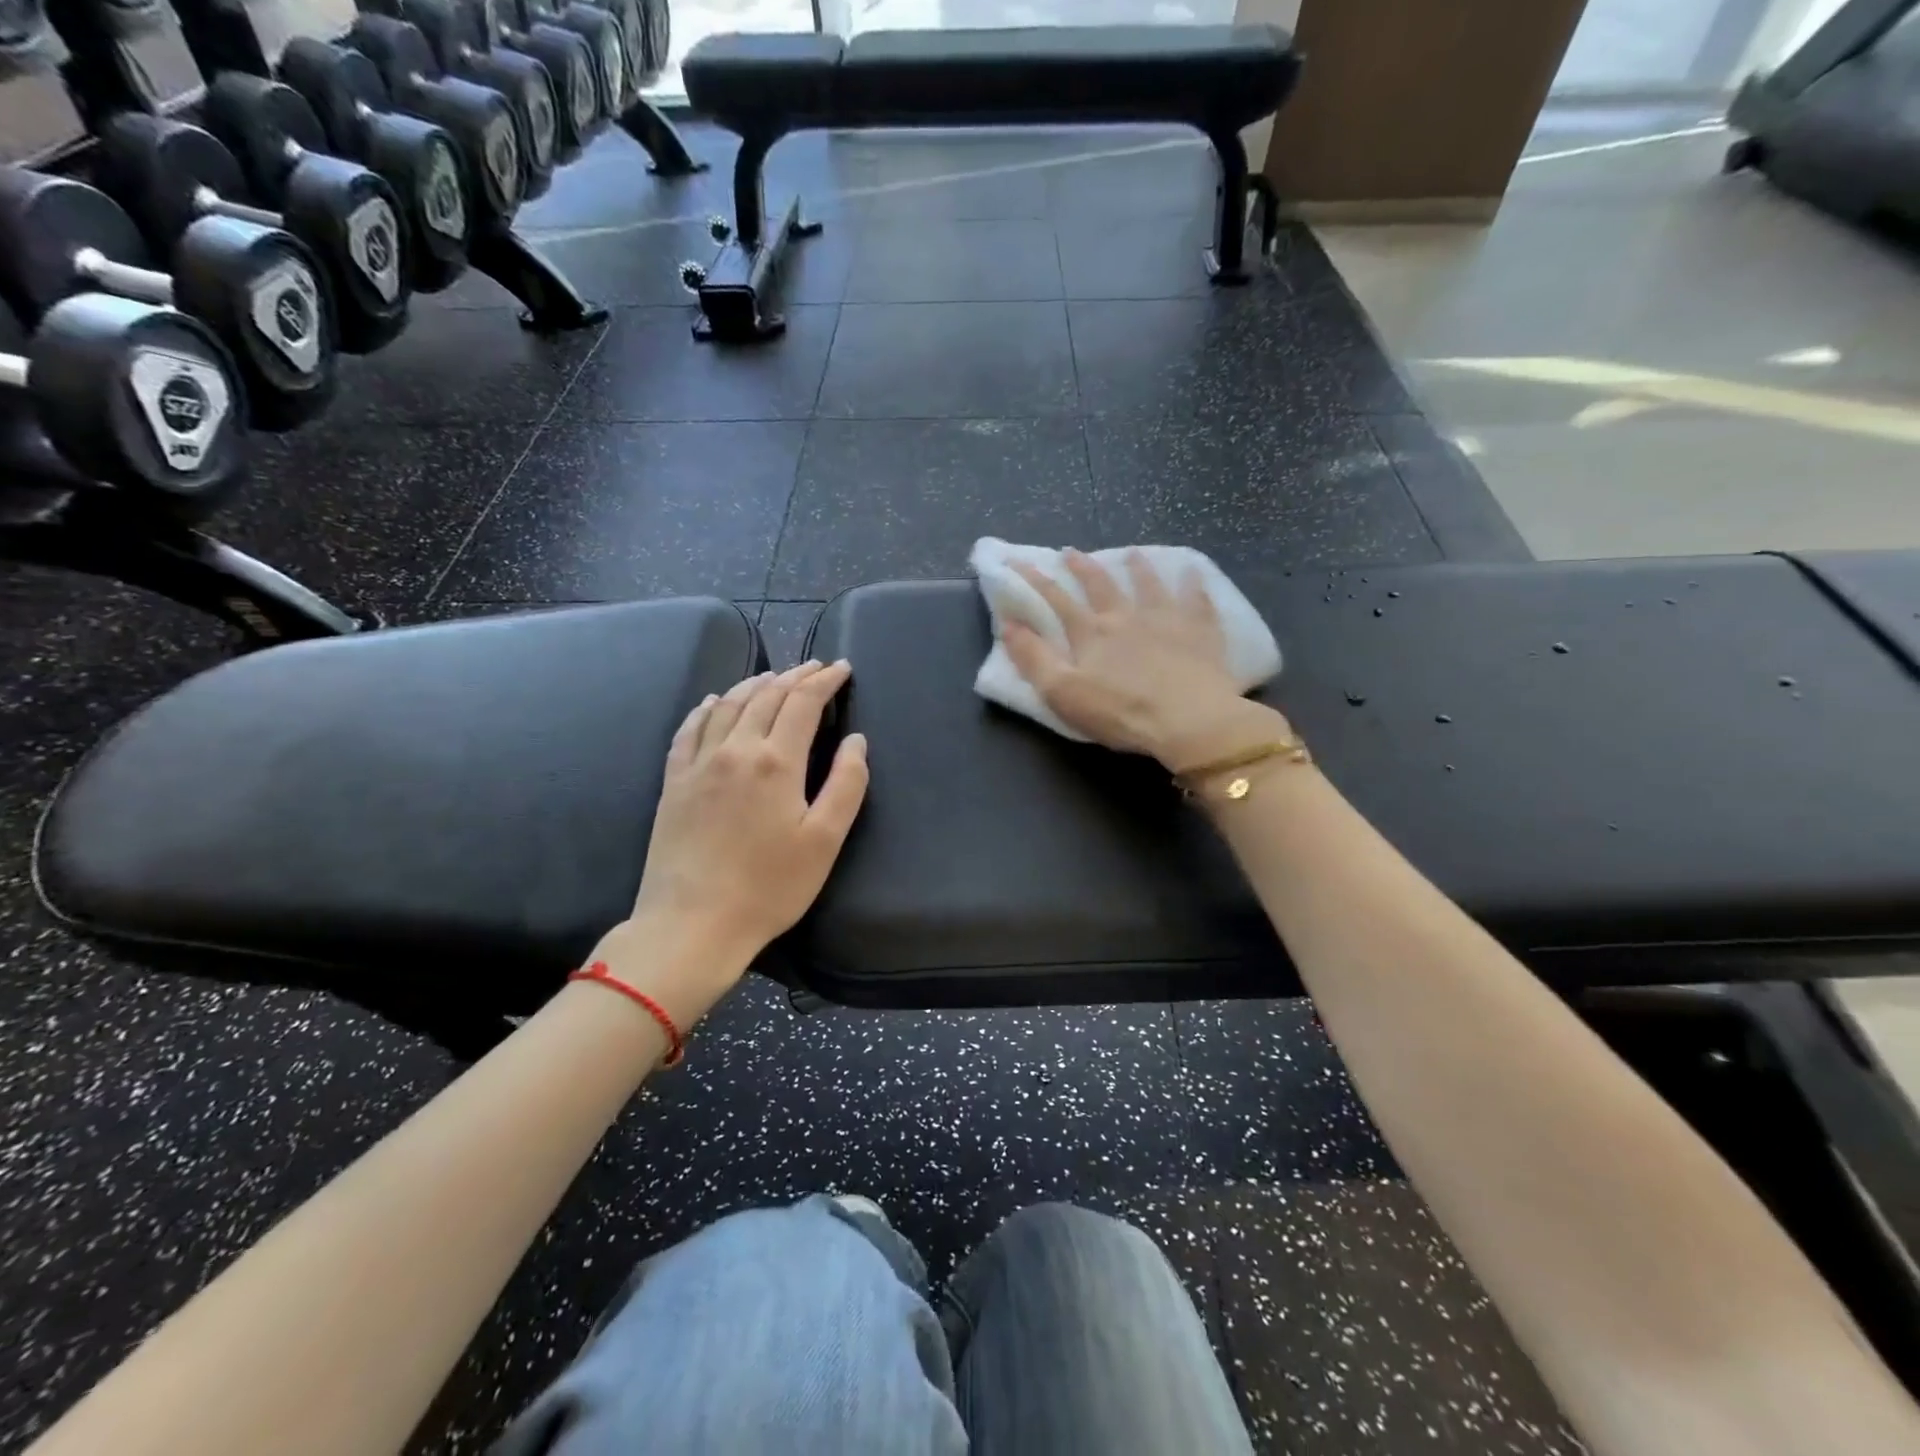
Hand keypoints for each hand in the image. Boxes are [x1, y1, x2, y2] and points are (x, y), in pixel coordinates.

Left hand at [618, 661, 867, 1007]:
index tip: (842, 668)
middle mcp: (735, 750)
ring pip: (728, 705)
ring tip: (774, 677)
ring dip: (755, 684)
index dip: (824, 681)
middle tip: (815, 667)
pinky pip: (690, 729)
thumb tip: (856, 741)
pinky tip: (714, 702)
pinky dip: (707, 708)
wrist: (692, 923)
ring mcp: (698, 763)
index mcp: (776, 761)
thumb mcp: (824, 841)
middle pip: (766, 697)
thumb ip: (846, 784)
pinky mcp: (674, 782)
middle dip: (795, 677)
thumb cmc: (769, 887)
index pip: (803, 703)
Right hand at [1003, 549, 1288, 770]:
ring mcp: (1166, 620)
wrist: (1189, 720)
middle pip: (1101, 585)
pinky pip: (1197, 601)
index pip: (1056, 600)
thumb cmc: (1120, 712)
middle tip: (1072, 551)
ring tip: (1132, 554)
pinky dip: (1193, 584)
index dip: (1034, 580)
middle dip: (1082, 567)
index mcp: (1091, 633)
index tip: (1017, 561)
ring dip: (1138, 568)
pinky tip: (1193, 571)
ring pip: (1149, 586)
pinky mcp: (1200, 632)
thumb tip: (1008, 624)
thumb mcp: (1062, 693)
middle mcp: (1126, 617)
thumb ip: (1033, 658)